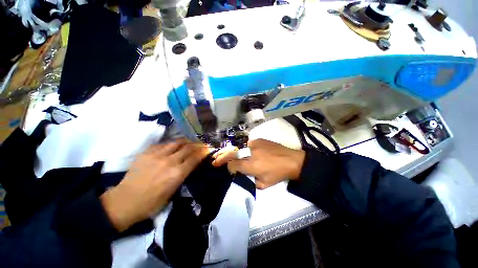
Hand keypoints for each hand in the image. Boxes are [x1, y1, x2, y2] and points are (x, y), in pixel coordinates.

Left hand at [100, 140, 208, 231]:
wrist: (125, 202)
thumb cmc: (151, 203)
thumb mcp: (173, 192)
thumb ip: (183, 176)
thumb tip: (191, 165)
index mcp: (177, 174)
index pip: (195, 158)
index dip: (203, 152)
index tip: (208, 149)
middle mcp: (169, 162)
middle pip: (188, 148)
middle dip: (197, 145)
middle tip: (201, 144)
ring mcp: (157, 155)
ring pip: (176, 142)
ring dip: (186, 141)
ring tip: (189, 142)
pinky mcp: (146, 153)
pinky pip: (163, 144)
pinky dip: (172, 144)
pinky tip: (173, 145)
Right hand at [212, 139, 304, 188]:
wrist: (291, 160)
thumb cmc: (278, 174)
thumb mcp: (263, 184)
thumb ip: (250, 180)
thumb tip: (242, 174)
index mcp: (251, 165)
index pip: (232, 165)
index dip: (227, 167)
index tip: (227, 169)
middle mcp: (250, 153)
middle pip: (231, 153)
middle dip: (221, 156)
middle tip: (215, 159)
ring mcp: (254, 144)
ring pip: (238, 147)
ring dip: (232, 151)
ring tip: (227, 154)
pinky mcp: (259, 139)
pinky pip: (247, 144)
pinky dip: (244, 148)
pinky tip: (246, 151)